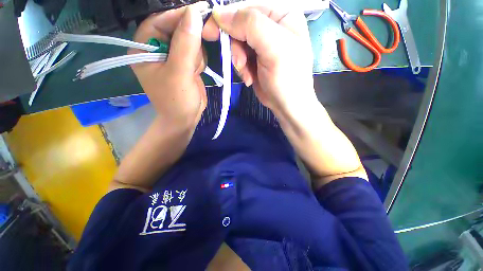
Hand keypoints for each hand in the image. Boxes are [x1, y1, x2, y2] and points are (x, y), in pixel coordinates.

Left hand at [129, 2, 208, 129]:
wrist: (185, 119)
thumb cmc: (176, 101)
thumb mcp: (179, 73)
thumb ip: (185, 44)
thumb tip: (194, 13)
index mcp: (144, 48)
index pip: (159, 21)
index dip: (178, 16)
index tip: (199, 13)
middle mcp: (157, 49)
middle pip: (177, 29)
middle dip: (191, 40)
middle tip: (202, 45)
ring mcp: (173, 57)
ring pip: (190, 41)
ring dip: (197, 54)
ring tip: (194, 71)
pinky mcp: (186, 64)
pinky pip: (197, 53)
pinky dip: (200, 61)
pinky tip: (197, 73)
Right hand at [203, 1, 316, 117]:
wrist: (287, 105)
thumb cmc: (287, 77)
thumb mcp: (273, 47)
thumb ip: (250, 25)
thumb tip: (219, 14)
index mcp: (282, 14)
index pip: (248, 7)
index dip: (228, 17)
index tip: (211, 31)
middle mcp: (271, 26)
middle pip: (240, 26)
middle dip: (236, 47)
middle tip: (239, 63)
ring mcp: (262, 45)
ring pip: (237, 44)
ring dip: (239, 61)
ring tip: (248, 75)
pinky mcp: (255, 61)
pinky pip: (239, 58)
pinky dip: (241, 69)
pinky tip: (249, 78)